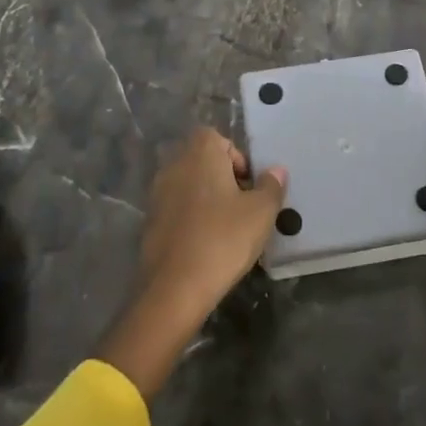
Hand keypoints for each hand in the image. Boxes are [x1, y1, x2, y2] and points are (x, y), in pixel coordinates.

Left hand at [97, 128, 286, 398]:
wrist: (175, 288)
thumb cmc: (223, 239)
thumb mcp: (261, 212)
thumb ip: (271, 186)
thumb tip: (276, 170)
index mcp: (200, 154)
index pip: (216, 137)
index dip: (235, 156)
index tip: (248, 184)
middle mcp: (174, 166)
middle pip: (201, 160)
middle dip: (222, 177)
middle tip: (242, 205)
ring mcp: (157, 194)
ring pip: (188, 185)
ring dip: (206, 198)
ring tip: (226, 227)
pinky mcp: (149, 222)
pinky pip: (176, 209)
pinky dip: (190, 218)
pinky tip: (205, 244)